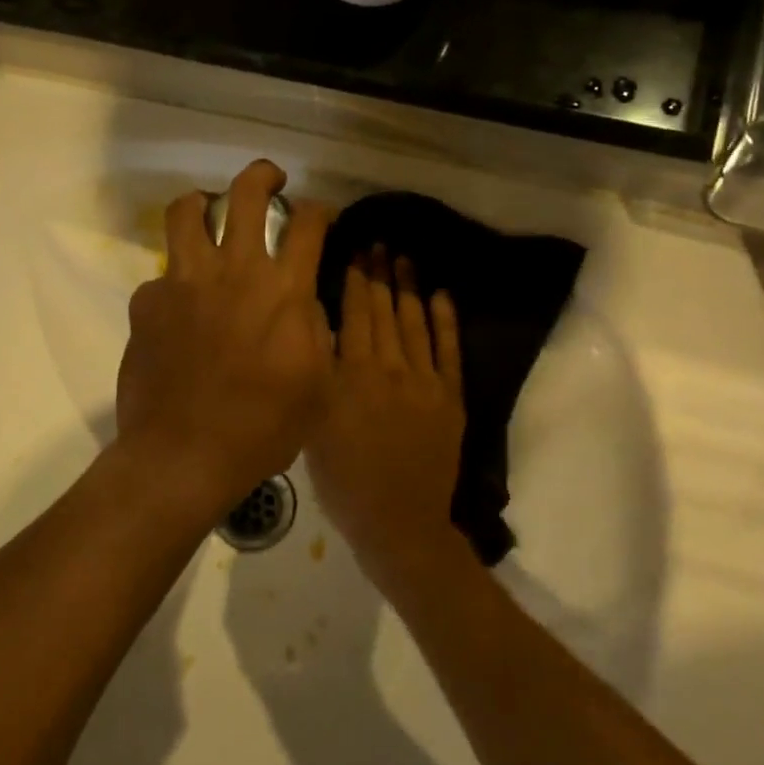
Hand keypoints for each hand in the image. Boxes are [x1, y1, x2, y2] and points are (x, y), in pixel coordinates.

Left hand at [115, 161, 331, 519]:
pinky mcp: (147, 302)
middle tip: (269, 180)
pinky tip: (178, 309)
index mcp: (284, 291)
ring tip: (208, 214)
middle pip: (246, 194)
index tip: (319, 214)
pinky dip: (174, 282)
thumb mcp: (317, 386)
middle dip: (262, 175)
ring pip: (186, 212)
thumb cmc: (263, 429)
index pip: (309, 224)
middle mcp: (235, 271)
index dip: (319, 210)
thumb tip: (304, 307)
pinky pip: (161, 276)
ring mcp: (185, 282)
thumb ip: (315, 335)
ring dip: (201, 205)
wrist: (185, 456)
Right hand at [306, 252, 466, 573]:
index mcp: (351, 375)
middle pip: (384, 311)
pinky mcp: (450, 398)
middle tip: (377, 242)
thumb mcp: (313, 427)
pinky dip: (446, 322)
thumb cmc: (344, 481)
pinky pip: (449, 352)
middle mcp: (388, 368)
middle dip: (378, 274)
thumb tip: (315, 329)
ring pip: (415, 323)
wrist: (398, 522)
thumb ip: (317, 375)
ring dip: (409, 287)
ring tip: (404, 257)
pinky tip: (441, 295)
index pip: (353, 315)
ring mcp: (424, 381)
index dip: (353, 280)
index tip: (351, 251)